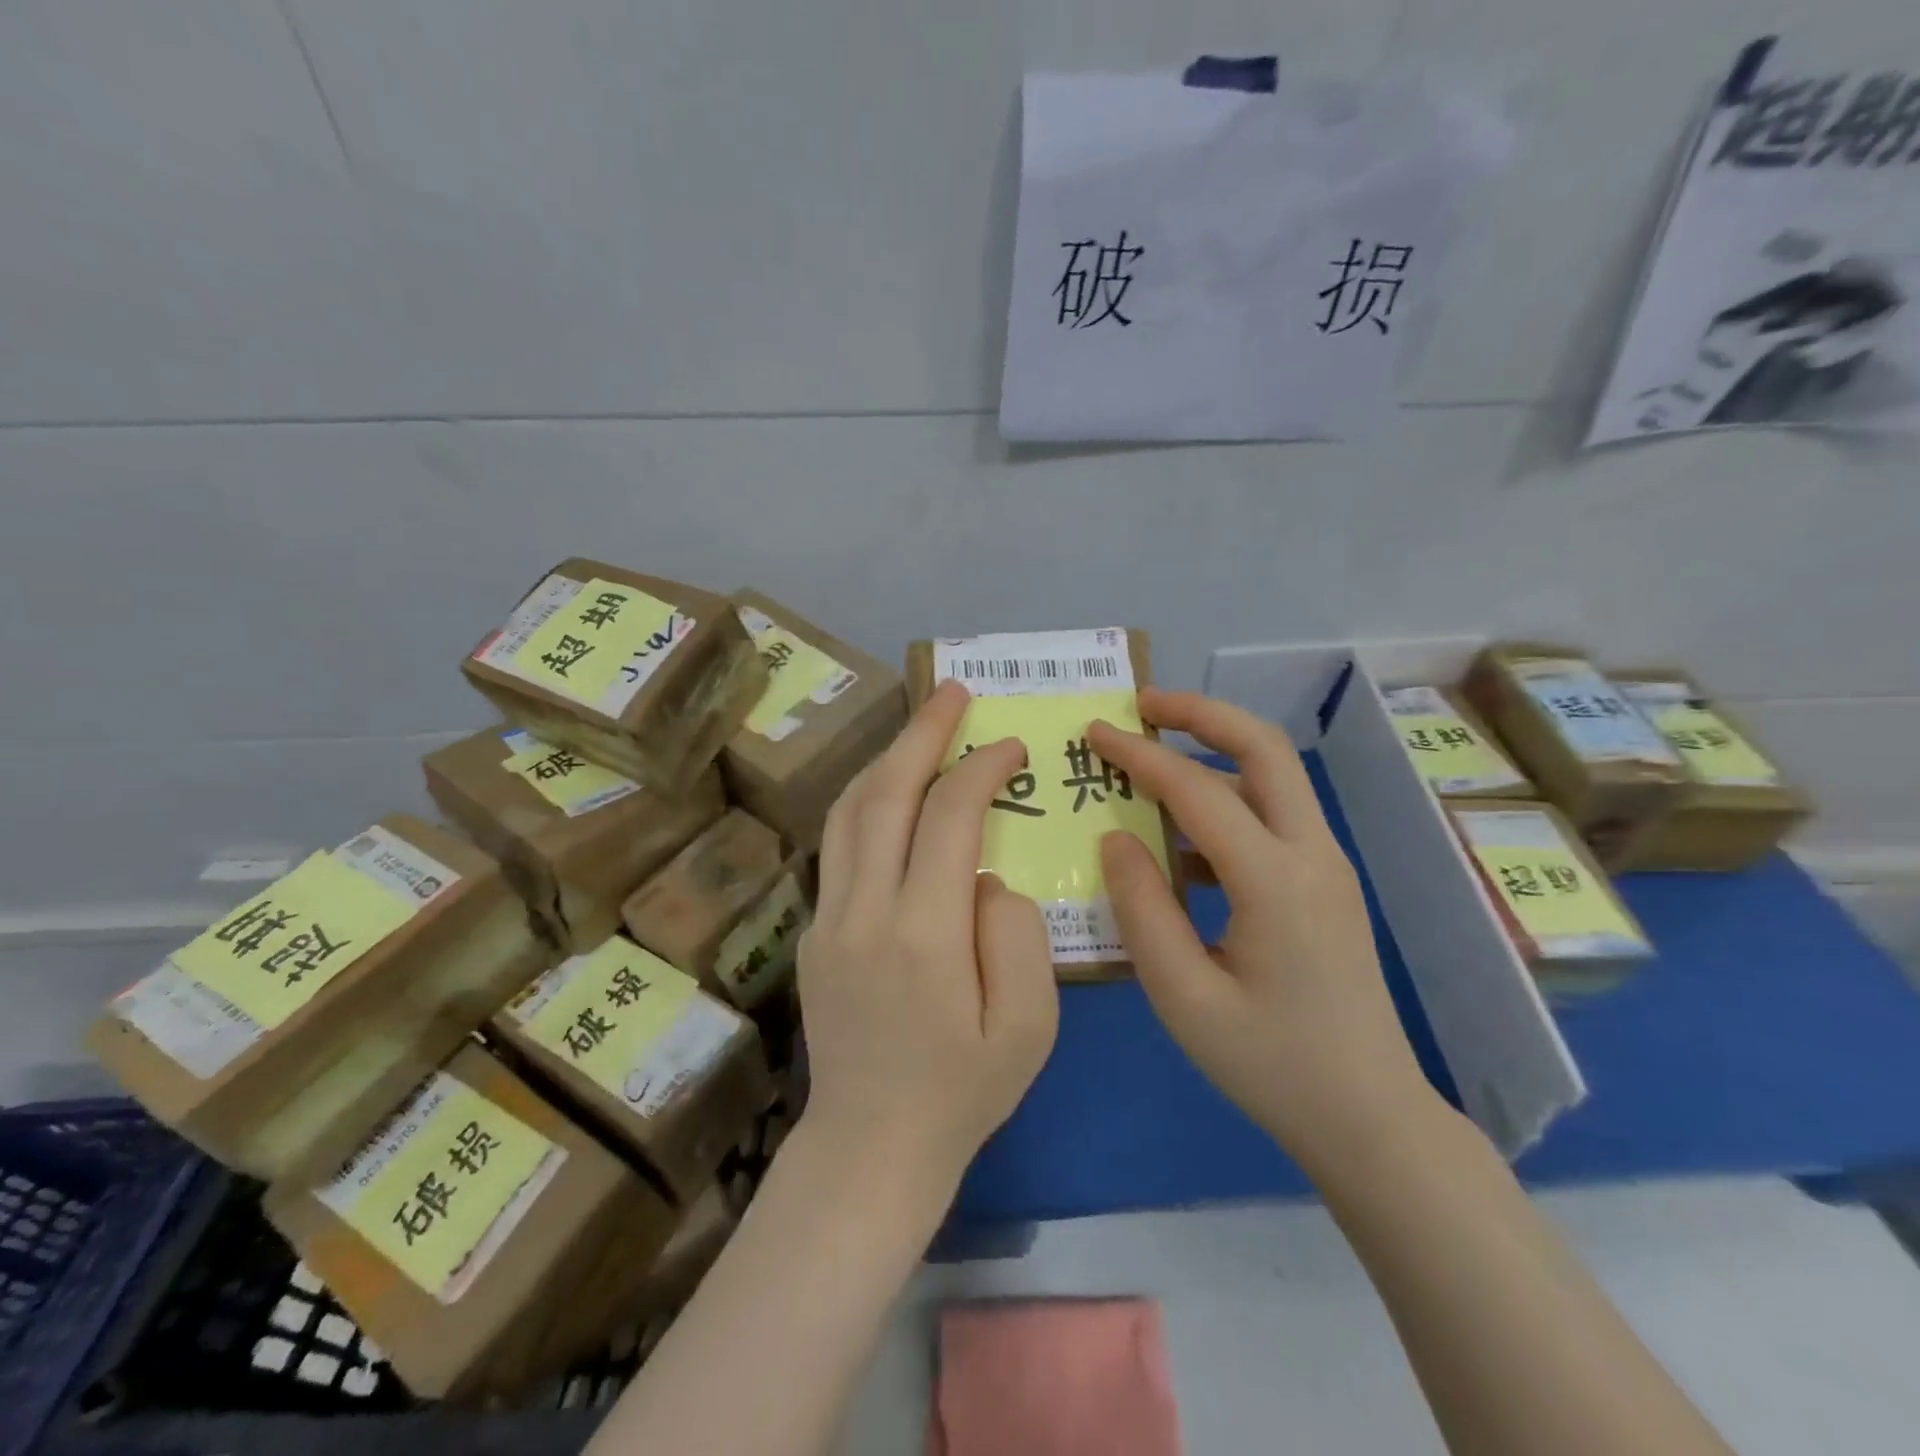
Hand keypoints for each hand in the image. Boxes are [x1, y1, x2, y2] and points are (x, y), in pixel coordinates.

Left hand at [796, 679, 1059, 1199]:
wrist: (871, 1147)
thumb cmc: (963, 1093)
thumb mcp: (1029, 1026)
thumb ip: (1016, 934)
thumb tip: (986, 874)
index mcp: (925, 934)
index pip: (949, 817)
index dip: (981, 768)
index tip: (1011, 746)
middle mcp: (866, 911)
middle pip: (887, 794)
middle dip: (923, 732)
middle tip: (953, 692)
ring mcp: (829, 917)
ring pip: (850, 810)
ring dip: (888, 757)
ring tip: (922, 726)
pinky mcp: (815, 930)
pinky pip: (839, 842)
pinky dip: (867, 798)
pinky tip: (891, 788)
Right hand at [1088, 690, 1438, 1172]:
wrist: (1369, 1118)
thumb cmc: (1270, 1064)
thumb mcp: (1183, 997)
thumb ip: (1141, 908)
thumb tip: (1115, 838)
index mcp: (1276, 881)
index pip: (1198, 791)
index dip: (1141, 756)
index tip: (1094, 733)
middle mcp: (1311, 854)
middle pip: (1263, 748)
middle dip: (1200, 714)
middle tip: (1142, 706)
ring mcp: (1325, 866)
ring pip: (1272, 776)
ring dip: (1214, 750)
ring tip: (1152, 752)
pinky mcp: (1323, 883)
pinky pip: (1271, 817)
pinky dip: (1224, 800)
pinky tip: (1178, 834)